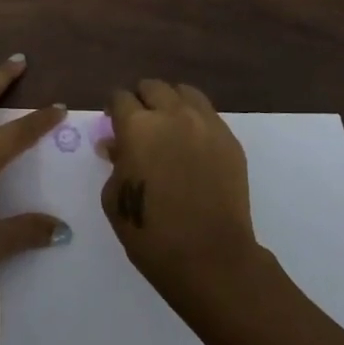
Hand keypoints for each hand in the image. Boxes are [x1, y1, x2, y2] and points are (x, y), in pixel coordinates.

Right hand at [100, 79, 260, 305]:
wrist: (210, 257)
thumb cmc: (151, 233)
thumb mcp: (114, 198)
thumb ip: (115, 163)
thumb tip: (117, 145)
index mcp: (137, 126)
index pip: (120, 97)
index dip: (113, 108)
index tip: (113, 122)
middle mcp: (172, 115)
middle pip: (153, 87)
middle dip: (142, 100)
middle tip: (140, 123)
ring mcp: (206, 124)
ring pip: (184, 92)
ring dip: (171, 103)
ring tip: (169, 126)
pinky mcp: (230, 140)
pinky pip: (208, 115)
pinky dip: (195, 120)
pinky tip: (192, 144)